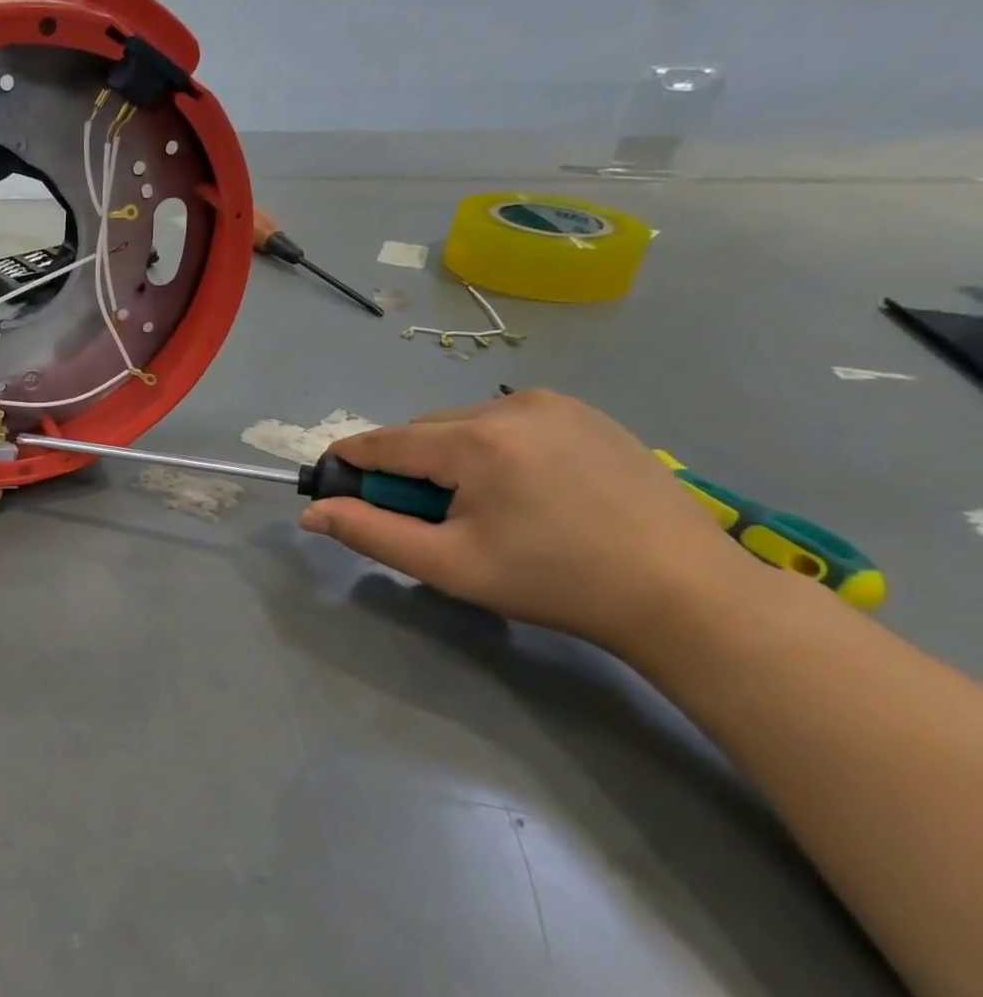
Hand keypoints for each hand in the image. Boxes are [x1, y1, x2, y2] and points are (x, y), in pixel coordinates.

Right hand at [298, 389, 762, 652]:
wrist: (685, 593)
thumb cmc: (554, 582)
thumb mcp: (449, 565)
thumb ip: (370, 533)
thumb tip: (312, 513)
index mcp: (476, 441)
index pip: (383, 441)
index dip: (349, 463)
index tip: (336, 489)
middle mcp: (512, 405)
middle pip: (423, 432)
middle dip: (410, 470)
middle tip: (433, 521)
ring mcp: (556, 404)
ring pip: (464, 425)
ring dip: (451, 460)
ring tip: (486, 510)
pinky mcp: (588, 413)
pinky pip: (509, 424)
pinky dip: (494, 451)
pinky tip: (527, 493)